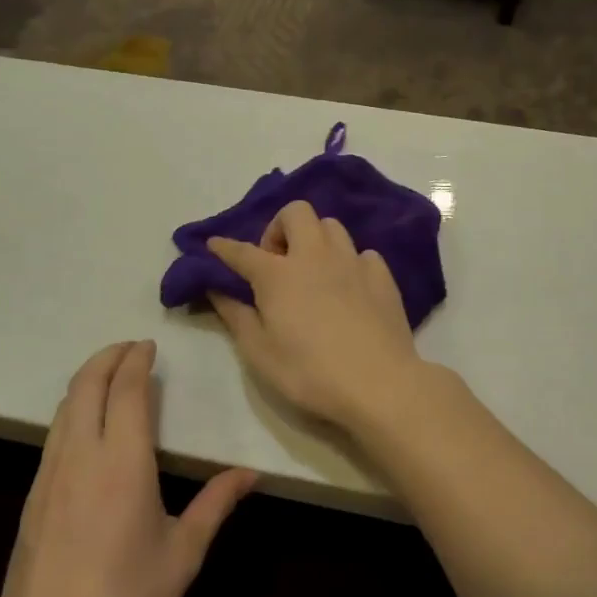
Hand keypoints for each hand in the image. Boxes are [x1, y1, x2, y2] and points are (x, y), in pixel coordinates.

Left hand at [0, 341, 255, 596]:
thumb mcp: (183, 555)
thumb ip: (216, 505)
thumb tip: (251, 474)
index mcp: (122, 464)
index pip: (126, 392)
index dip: (136, 362)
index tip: (149, 345)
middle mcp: (80, 458)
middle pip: (85, 388)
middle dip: (106, 358)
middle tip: (129, 347)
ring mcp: (48, 479)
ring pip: (63, 410)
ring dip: (86, 382)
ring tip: (109, 376)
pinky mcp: (32, 501)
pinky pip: (53, 437)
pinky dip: (71, 412)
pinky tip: (85, 427)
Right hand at [207, 201, 429, 432]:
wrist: (378, 383)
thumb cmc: (309, 372)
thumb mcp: (259, 352)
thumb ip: (236, 316)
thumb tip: (217, 290)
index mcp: (278, 274)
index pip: (243, 251)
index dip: (224, 247)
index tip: (214, 245)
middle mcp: (315, 256)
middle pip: (296, 213)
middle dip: (279, 227)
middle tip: (277, 262)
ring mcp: (352, 262)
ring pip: (332, 226)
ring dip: (316, 240)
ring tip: (313, 271)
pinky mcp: (382, 276)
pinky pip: (362, 253)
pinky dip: (350, 263)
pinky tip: (349, 287)